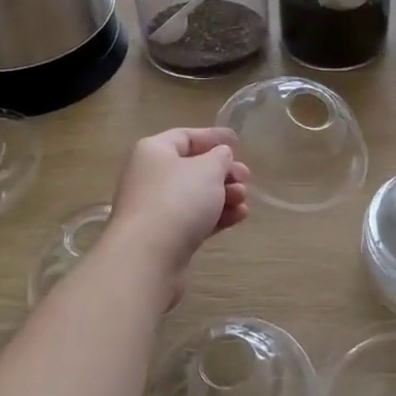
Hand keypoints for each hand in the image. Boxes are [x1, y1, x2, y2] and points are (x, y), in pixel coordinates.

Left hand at [106, 128, 251, 305]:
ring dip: (223, 195)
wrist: (148, 258)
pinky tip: (239, 217)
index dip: (213, 137)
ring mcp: (154, 209)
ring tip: (244, 199)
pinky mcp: (163, 237)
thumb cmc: (178, 200)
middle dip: (222, 171)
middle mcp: (149, 176)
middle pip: (192, 168)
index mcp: (153, 151)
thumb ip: (220, 157)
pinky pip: (193, 219)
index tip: (237, 140)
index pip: (186, 137)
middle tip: (246, 177)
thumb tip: (220, 156)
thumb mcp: (208, 169)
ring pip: (195, 196)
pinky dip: (216, 216)